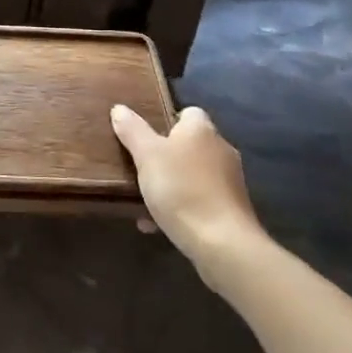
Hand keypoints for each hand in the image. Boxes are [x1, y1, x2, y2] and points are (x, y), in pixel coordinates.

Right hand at [110, 104, 264, 267]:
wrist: (222, 244)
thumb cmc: (181, 189)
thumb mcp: (147, 155)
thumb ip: (132, 130)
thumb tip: (119, 108)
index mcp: (201, 129)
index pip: (187, 112)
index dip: (165, 120)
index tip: (144, 135)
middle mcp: (220, 149)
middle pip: (189, 145)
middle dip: (165, 156)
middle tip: (139, 168)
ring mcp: (230, 181)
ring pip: (193, 175)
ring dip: (171, 185)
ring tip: (144, 201)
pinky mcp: (232, 210)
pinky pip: (200, 201)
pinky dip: (181, 209)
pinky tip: (157, 225)